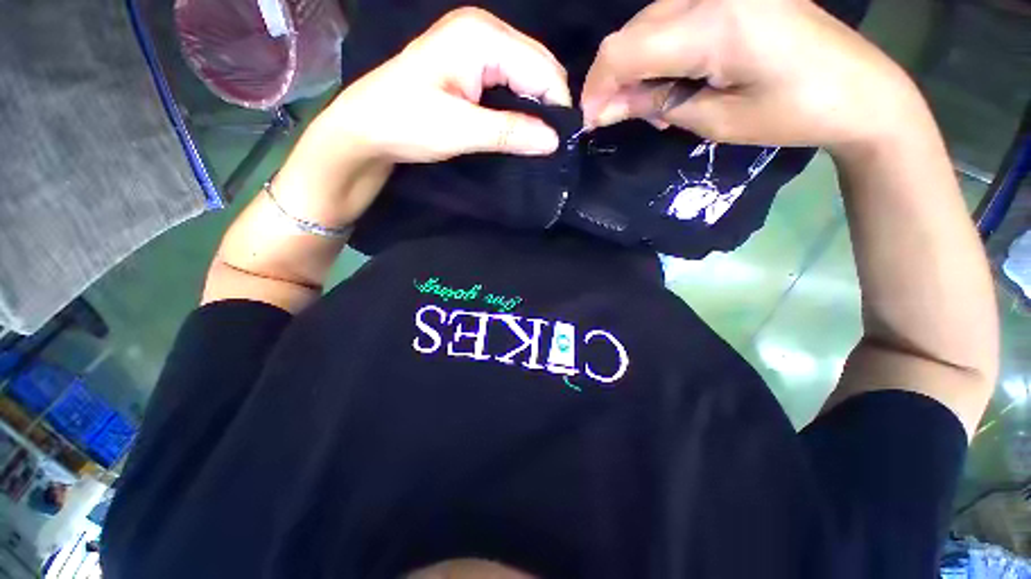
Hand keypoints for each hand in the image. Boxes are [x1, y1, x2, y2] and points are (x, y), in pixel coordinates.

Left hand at [317, 7, 570, 162]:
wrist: (368, 128)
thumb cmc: (406, 122)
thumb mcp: (460, 130)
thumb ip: (510, 131)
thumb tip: (554, 141)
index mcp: (482, 36)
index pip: (541, 67)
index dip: (557, 105)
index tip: (563, 143)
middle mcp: (484, 32)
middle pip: (537, 67)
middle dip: (548, 105)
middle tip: (553, 145)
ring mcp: (478, 47)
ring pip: (526, 77)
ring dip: (536, 109)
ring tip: (540, 140)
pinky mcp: (473, 67)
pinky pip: (511, 84)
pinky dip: (521, 107)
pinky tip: (522, 128)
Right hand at [581, 0, 921, 152]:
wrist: (860, 89)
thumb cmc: (793, 114)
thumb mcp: (715, 121)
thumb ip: (654, 105)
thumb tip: (604, 111)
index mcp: (715, 23)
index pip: (624, 49)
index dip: (597, 87)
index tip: (590, 121)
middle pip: (632, 31)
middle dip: (614, 79)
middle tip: (621, 118)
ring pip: (647, 23)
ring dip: (636, 67)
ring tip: (653, 104)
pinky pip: (671, 17)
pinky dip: (658, 51)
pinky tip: (672, 78)